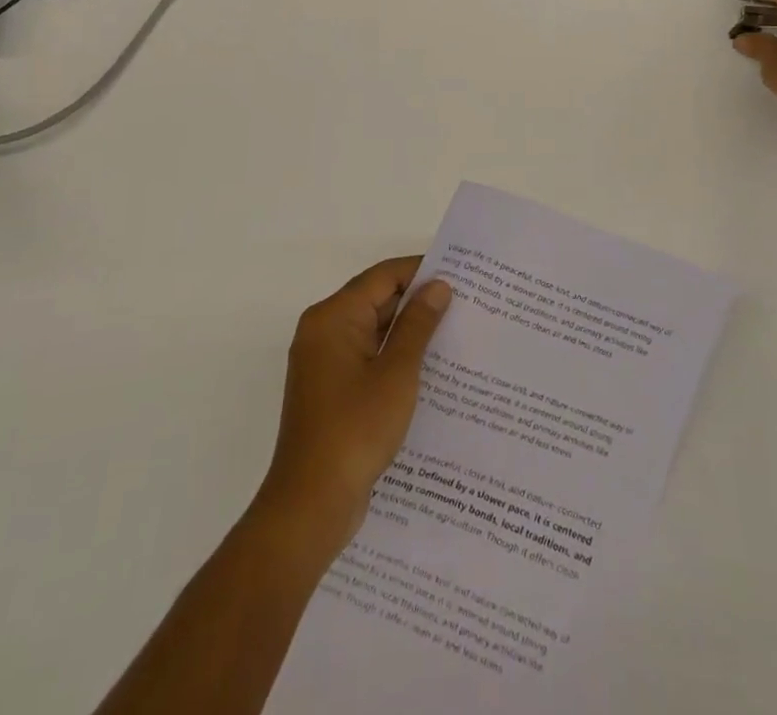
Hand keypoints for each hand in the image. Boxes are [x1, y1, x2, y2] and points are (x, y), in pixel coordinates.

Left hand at [253, 257, 452, 556]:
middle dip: (418, 301)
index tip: (460, 274)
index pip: (383, 276)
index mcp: (333, 317)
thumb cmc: (355, 431)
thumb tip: (438, 286)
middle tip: (466, 303)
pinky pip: (367, 356)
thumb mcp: (397, 374)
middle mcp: (323, 330)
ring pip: (373, 329)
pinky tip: (430, 368)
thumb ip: (418, 325)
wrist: (310, 506)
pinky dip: (395, 355)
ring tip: (456, 331)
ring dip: (409, 330)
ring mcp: (324, 362)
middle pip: (376, 299)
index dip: (421, 271)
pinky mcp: (330, 389)